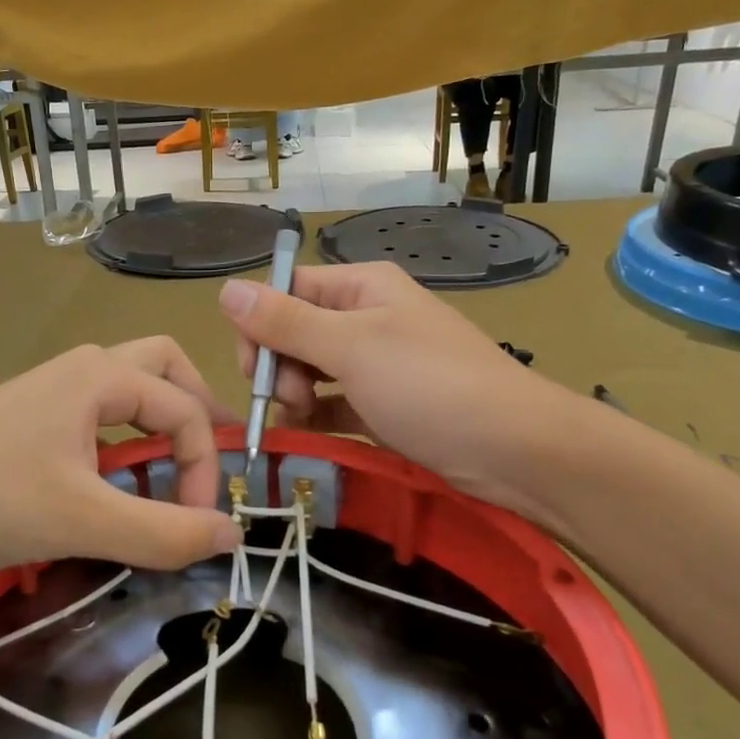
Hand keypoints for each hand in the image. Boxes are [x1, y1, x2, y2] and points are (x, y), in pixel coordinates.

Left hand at [0, 339, 242, 605]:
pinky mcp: (30, 416)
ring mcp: (51, 389)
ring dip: (159, 421)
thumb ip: (165, 532)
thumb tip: (232, 534)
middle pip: (163, 368)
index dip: (205, 466)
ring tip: (168, 470)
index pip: (185, 410)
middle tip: (208, 456)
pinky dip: (124, 436)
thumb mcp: (86, 521)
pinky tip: (112, 481)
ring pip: (128, 387)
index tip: (198, 524)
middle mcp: (81, 368)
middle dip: (195, 407)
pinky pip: (97, 412)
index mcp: (101, 376)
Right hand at [218, 263, 588, 525]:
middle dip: (280, 365)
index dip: (260, 325)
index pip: (286, 291)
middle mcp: (367, 317)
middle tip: (293, 398)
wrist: (514, 451)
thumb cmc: (429, 385)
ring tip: (310, 418)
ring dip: (298, 394)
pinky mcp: (386, 404)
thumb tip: (225, 289)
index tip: (252, 368)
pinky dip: (320, 415)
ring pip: (311, 369)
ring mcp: (378, 362)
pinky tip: (316, 432)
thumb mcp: (350, 348)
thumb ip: (284, 321)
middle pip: (294, 331)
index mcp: (360, 287)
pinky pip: (335, 402)